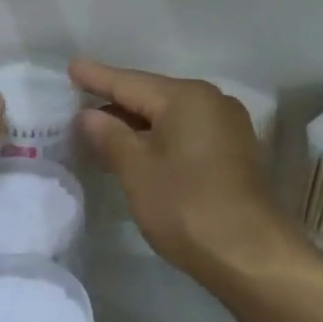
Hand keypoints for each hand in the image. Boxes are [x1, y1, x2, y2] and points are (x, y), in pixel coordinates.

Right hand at [70, 59, 290, 278]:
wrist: (252, 256)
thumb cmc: (186, 205)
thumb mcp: (136, 169)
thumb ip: (109, 136)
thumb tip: (89, 115)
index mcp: (185, 97)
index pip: (129, 82)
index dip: (96, 77)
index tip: (70, 65)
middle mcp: (211, 102)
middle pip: (152, 96)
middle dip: (115, 101)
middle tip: (79, 100)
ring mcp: (228, 128)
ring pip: (170, 116)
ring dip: (136, 123)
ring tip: (101, 128)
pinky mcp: (235, 154)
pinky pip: (186, 133)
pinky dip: (159, 138)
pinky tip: (138, 151)